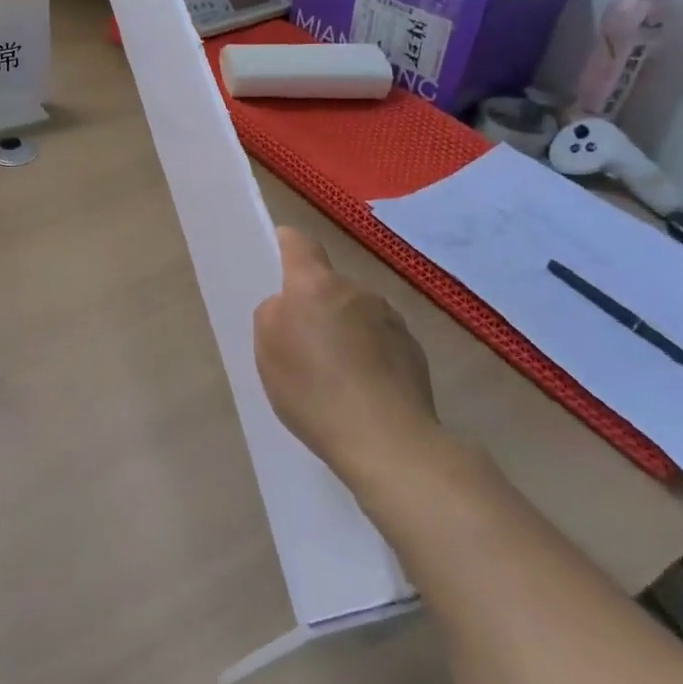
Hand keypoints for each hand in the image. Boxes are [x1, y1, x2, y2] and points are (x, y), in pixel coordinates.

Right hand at [254, 227, 439, 489]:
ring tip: (335, 375)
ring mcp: (391, 320)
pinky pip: (380, 342)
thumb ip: (273, 314)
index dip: (285, 244)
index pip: (299, 243)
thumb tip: (289, 307)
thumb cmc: (314, 390)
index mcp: (315, 285)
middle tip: (301, 343)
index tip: (276, 254)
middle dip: (314, 304)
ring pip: (356, 314)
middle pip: (328, 285)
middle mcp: (357, 291)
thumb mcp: (267, 351)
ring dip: (344, 331)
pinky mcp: (414, 352)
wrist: (388, 440)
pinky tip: (362, 391)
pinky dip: (368, 356)